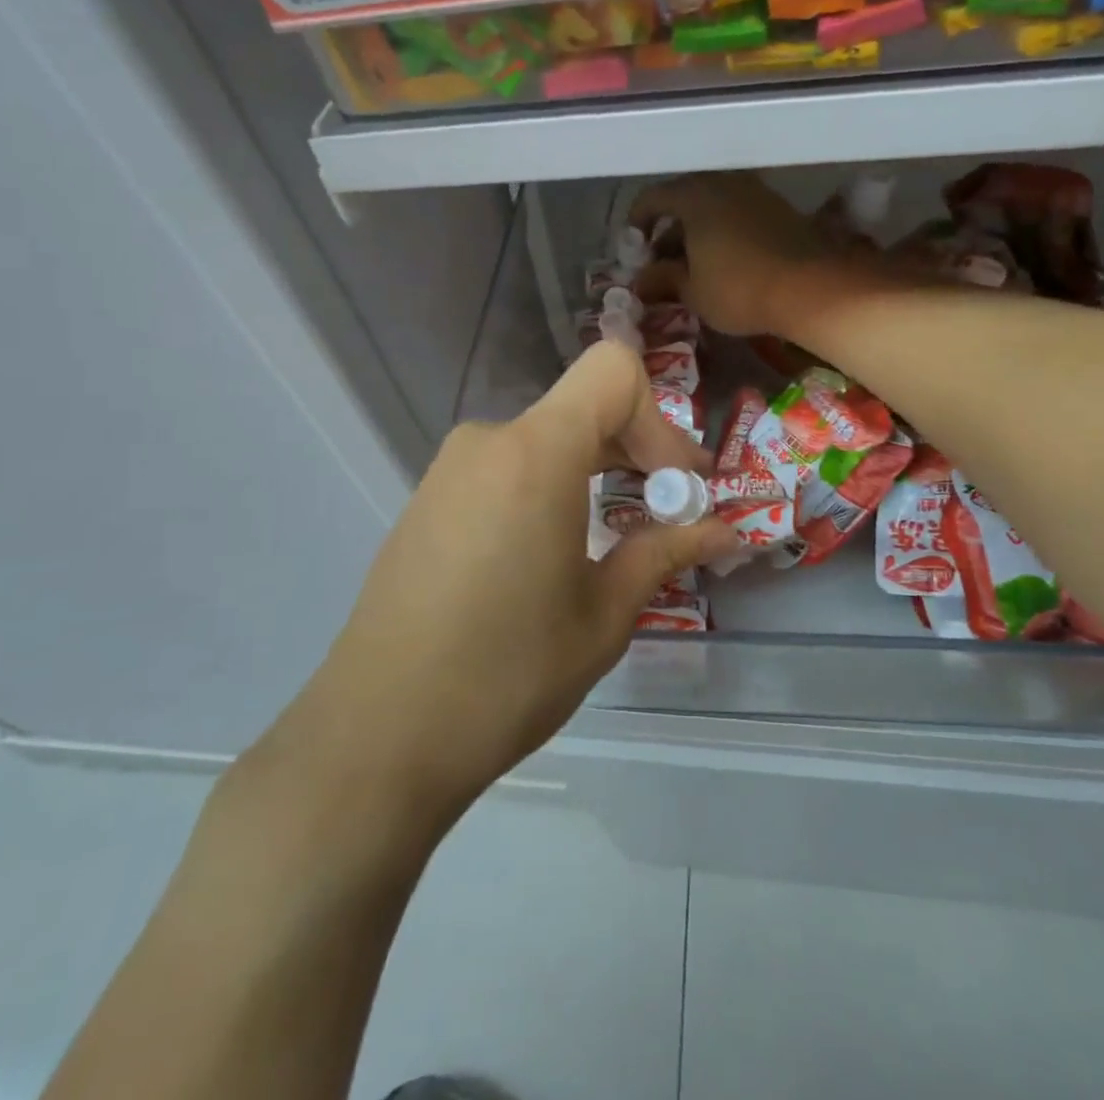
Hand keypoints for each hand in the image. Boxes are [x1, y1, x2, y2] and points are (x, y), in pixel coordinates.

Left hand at [249, 341, 739, 842]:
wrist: (377, 734)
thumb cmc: (506, 674)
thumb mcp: (602, 616)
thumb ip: (664, 553)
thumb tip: (726, 530)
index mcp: (536, 453)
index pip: (613, 370)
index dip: (659, 418)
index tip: (674, 487)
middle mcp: (489, 441)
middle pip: (582, 407)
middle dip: (637, 449)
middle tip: (673, 509)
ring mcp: (450, 469)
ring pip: (545, 440)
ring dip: (593, 472)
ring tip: (618, 535)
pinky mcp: (428, 501)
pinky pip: (506, 469)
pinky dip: (549, 488)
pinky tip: (553, 552)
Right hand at [631, 173, 840, 337]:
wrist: (811, 288)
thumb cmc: (739, 289)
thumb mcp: (692, 290)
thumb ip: (662, 279)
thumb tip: (641, 280)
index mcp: (694, 196)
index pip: (651, 199)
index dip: (636, 224)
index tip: (634, 251)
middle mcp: (723, 183)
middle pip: (684, 200)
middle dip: (668, 231)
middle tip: (661, 263)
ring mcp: (755, 192)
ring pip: (713, 207)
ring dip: (697, 233)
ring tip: (692, 267)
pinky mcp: (778, 208)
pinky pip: (737, 214)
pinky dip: (722, 232)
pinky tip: (723, 262)